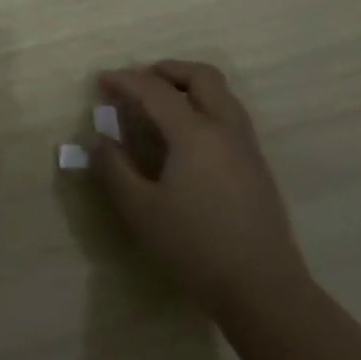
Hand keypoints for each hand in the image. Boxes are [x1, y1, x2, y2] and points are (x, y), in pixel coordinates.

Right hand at [93, 61, 311, 323]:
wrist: (262, 289)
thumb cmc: (194, 247)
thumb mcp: (140, 210)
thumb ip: (113, 168)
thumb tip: (98, 139)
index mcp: (195, 134)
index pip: (156, 90)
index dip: (125, 80)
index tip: (101, 81)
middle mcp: (225, 129)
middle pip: (201, 77)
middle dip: (166, 70)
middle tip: (137, 83)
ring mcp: (247, 146)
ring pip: (221, 94)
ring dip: (188, 86)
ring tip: (159, 105)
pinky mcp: (256, 166)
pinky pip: (229, 115)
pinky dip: (203, 107)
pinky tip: (184, 137)